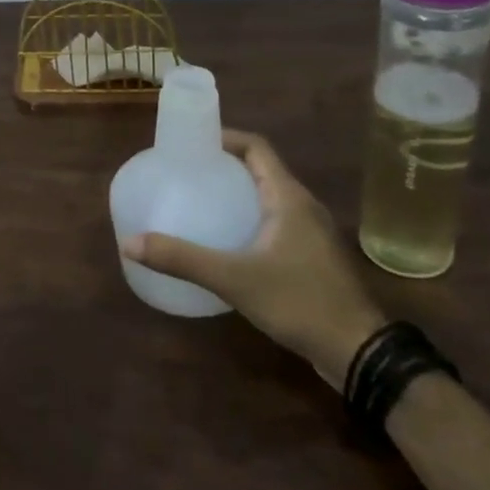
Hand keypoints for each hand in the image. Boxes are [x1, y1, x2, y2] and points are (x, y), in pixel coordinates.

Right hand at [121, 130, 386, 385]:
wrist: (358, 352)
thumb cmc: (299, 302)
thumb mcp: (234, 279)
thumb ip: (183, 259)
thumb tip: (130, 243)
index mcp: (288, 197)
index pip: (256, 147)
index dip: (225, 136)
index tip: (191, 142)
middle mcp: (302, 206)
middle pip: (260, 169)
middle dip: (223, 164)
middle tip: (186, 171)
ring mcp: (310, 232)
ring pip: (268, 197)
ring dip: (236, 192)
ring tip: (198, 200)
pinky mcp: (310, 256)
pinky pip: (274, 222)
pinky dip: (247, 218)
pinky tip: (224, 240)